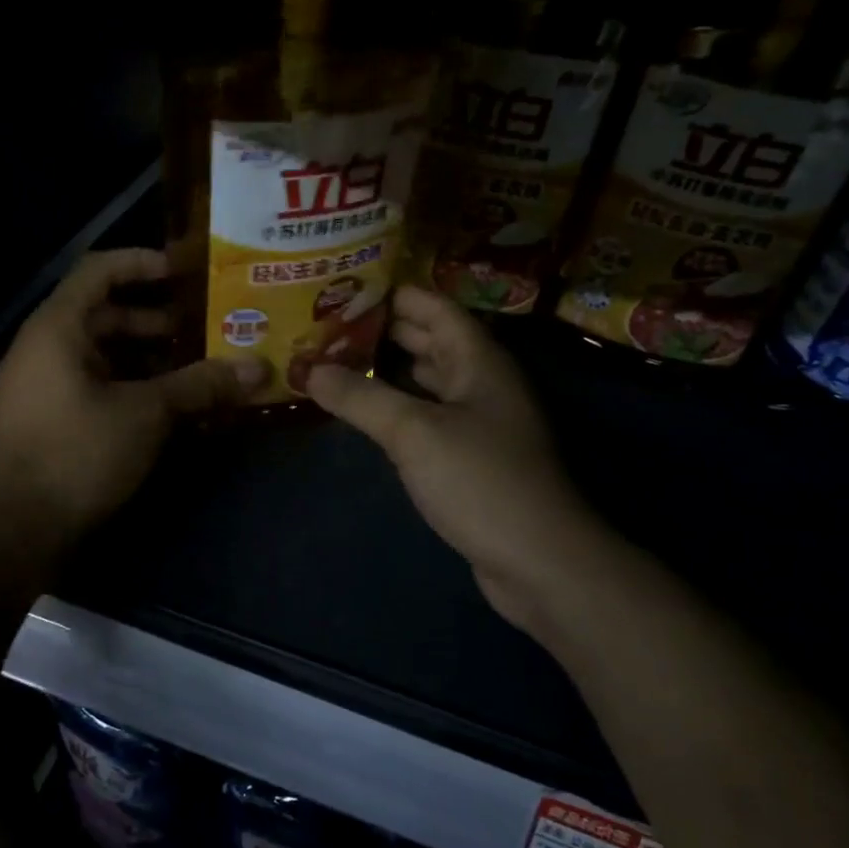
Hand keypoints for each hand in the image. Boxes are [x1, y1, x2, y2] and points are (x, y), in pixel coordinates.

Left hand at [0, 248, 265, 545]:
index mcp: (58, 328)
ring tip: (195, 371)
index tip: (187, 272)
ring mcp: (42, 388)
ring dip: (147, 359)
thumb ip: (200, 386)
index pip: (100, 270)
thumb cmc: (75, 453)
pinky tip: (166, 410)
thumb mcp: (145, 414)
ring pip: (102, 357)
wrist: (10, 531)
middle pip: (104, 315)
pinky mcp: (49, 424)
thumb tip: (258, 368)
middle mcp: (44, 349)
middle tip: (204, 329)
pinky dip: (130, 389)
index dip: (143, 263)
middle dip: (155, 320)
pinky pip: (95, 388)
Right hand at [305, 286, 593, 633]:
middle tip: (328, 324)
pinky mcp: (470, 458)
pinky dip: (397, 407)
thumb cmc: (481, 481)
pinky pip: (427, 417)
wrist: (538, 561)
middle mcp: (481, 383)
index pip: (434, 309)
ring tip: (336, 360)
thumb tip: (310, 370)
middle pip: (430, 342)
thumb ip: (361, 398)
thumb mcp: (414, 433)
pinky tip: (365, 412)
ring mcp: (478, 422)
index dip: (394, 293)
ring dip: (388, 370)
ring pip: (427, 381)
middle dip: (382, 331)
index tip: (345, 286)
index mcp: (478, 361)